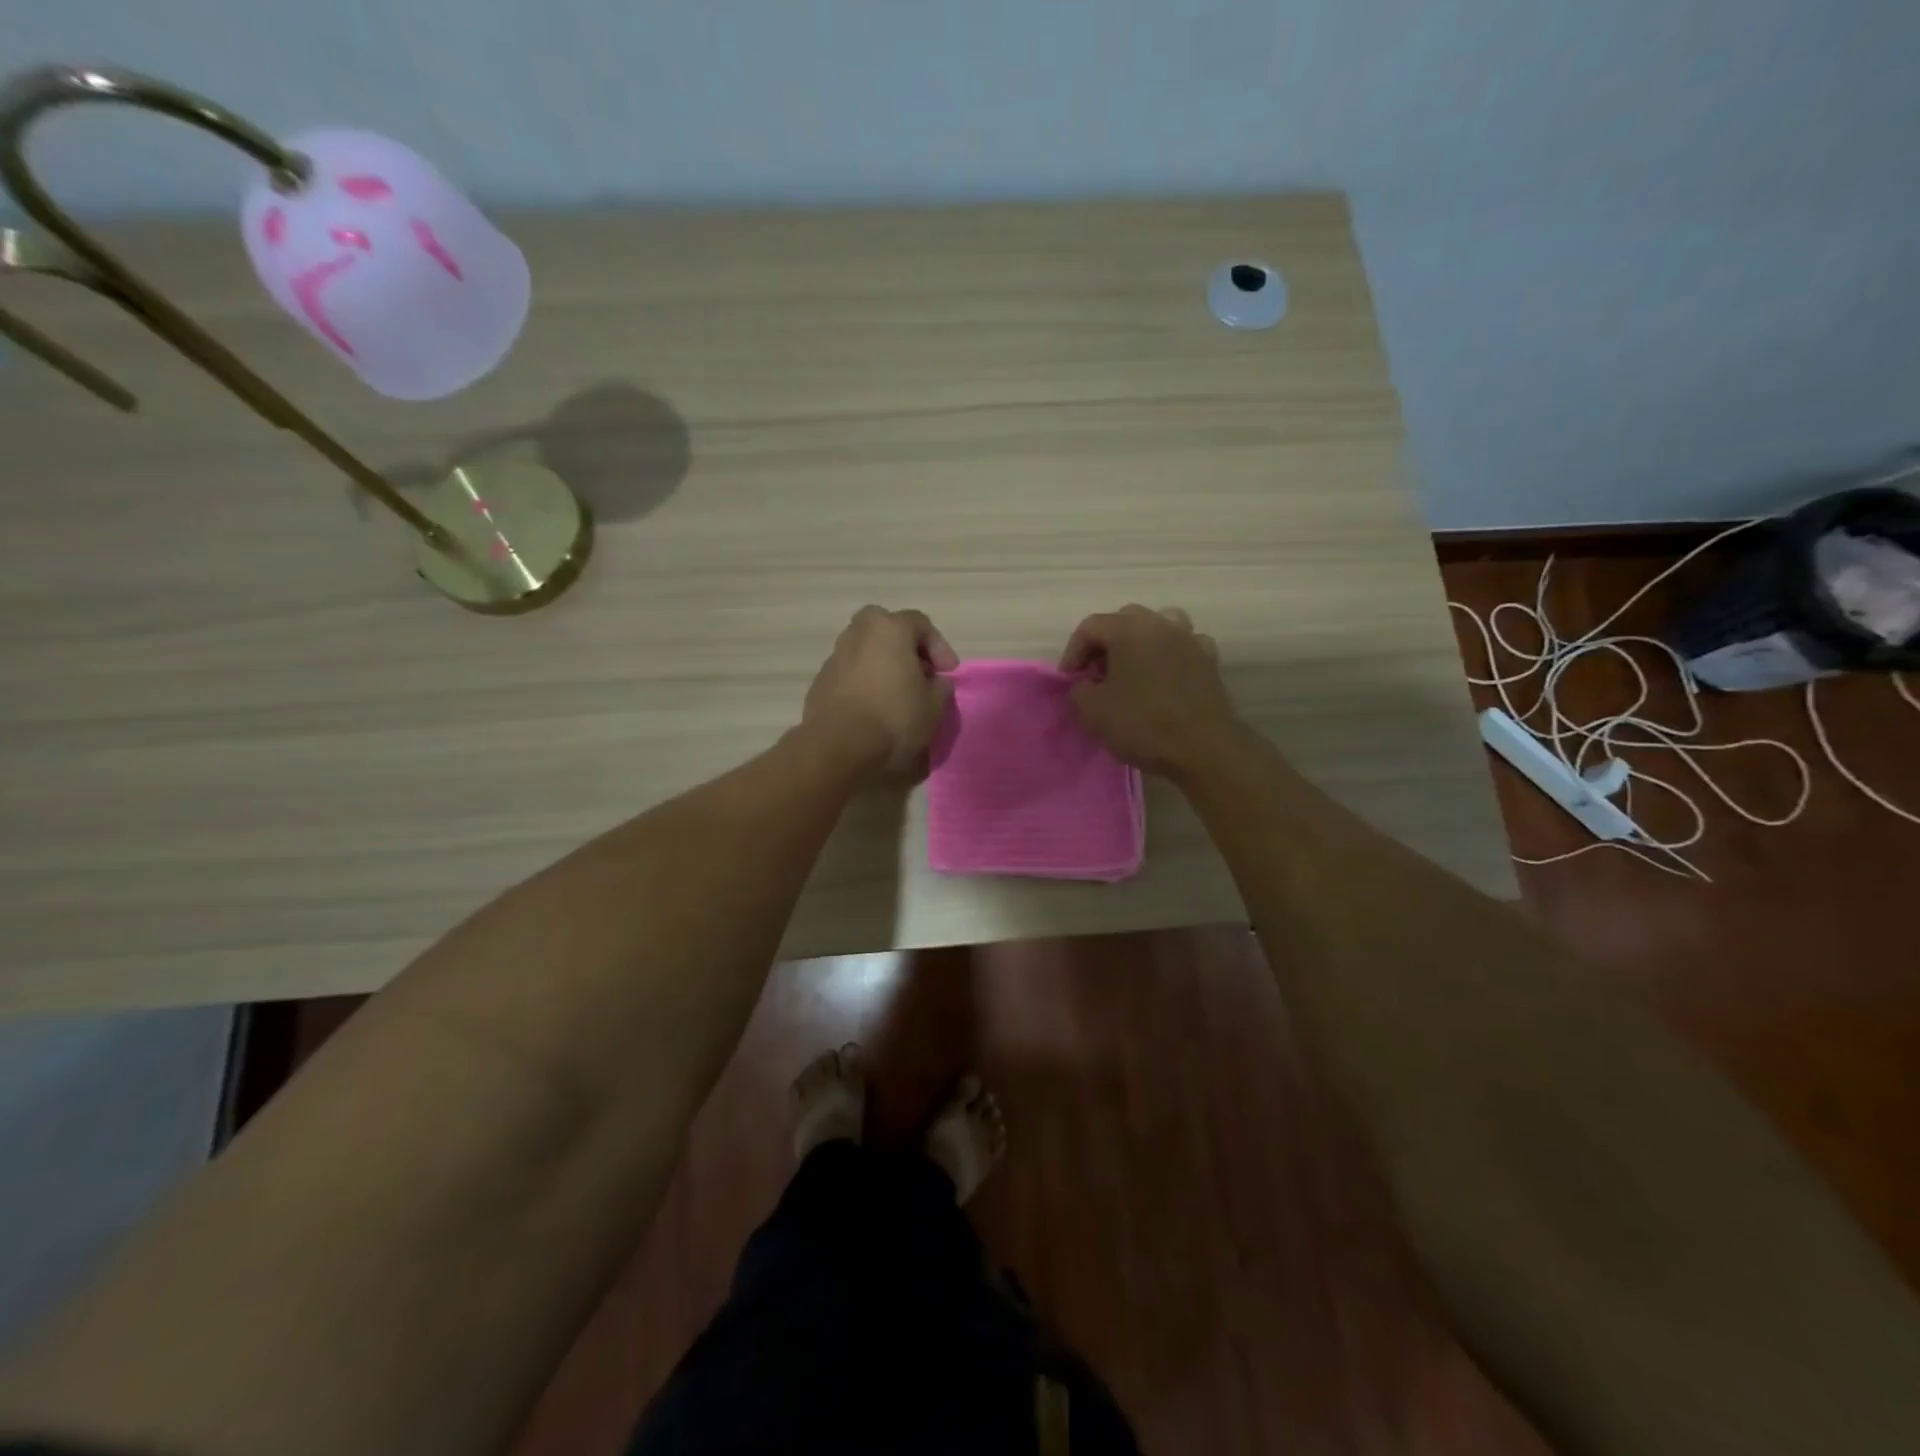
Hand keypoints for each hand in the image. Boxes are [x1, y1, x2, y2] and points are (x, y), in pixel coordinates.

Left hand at [803, 606, 958, 776]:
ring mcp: (835, 657)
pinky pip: (850, 673)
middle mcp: (858, 634)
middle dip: (906, 647)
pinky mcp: (820, 682)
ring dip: (883, 665)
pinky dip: (865, 682)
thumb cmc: (894, 719)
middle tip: (920, 673)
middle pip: (886, 629)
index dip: (940, 647)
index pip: (921, 624)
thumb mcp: (934, 706)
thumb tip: (935, 682)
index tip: (948, 673)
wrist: (839, 749)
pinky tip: (874, 707)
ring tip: (897, 694)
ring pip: (865, 650)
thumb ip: (940, 686)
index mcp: (888, 629)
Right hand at [1059, 605, 1242, 779]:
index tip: (1069, 678)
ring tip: (1132, 668)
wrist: (1203, 748)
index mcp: (1129, 630)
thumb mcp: (1093, 711)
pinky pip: (1184, 646)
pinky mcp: (1210, 661)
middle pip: (1125, 620)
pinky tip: (1165, 675)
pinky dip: (1170, 654)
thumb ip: (1079, 690)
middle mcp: (1161, 624)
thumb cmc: (1143, 724)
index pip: (1090, 627)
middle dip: (1106, 643)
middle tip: (1096, 672)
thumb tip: (1085, 685)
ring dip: (1140, 642)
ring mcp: (1190, 640)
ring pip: (1159, 625)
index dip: (1073, 651)